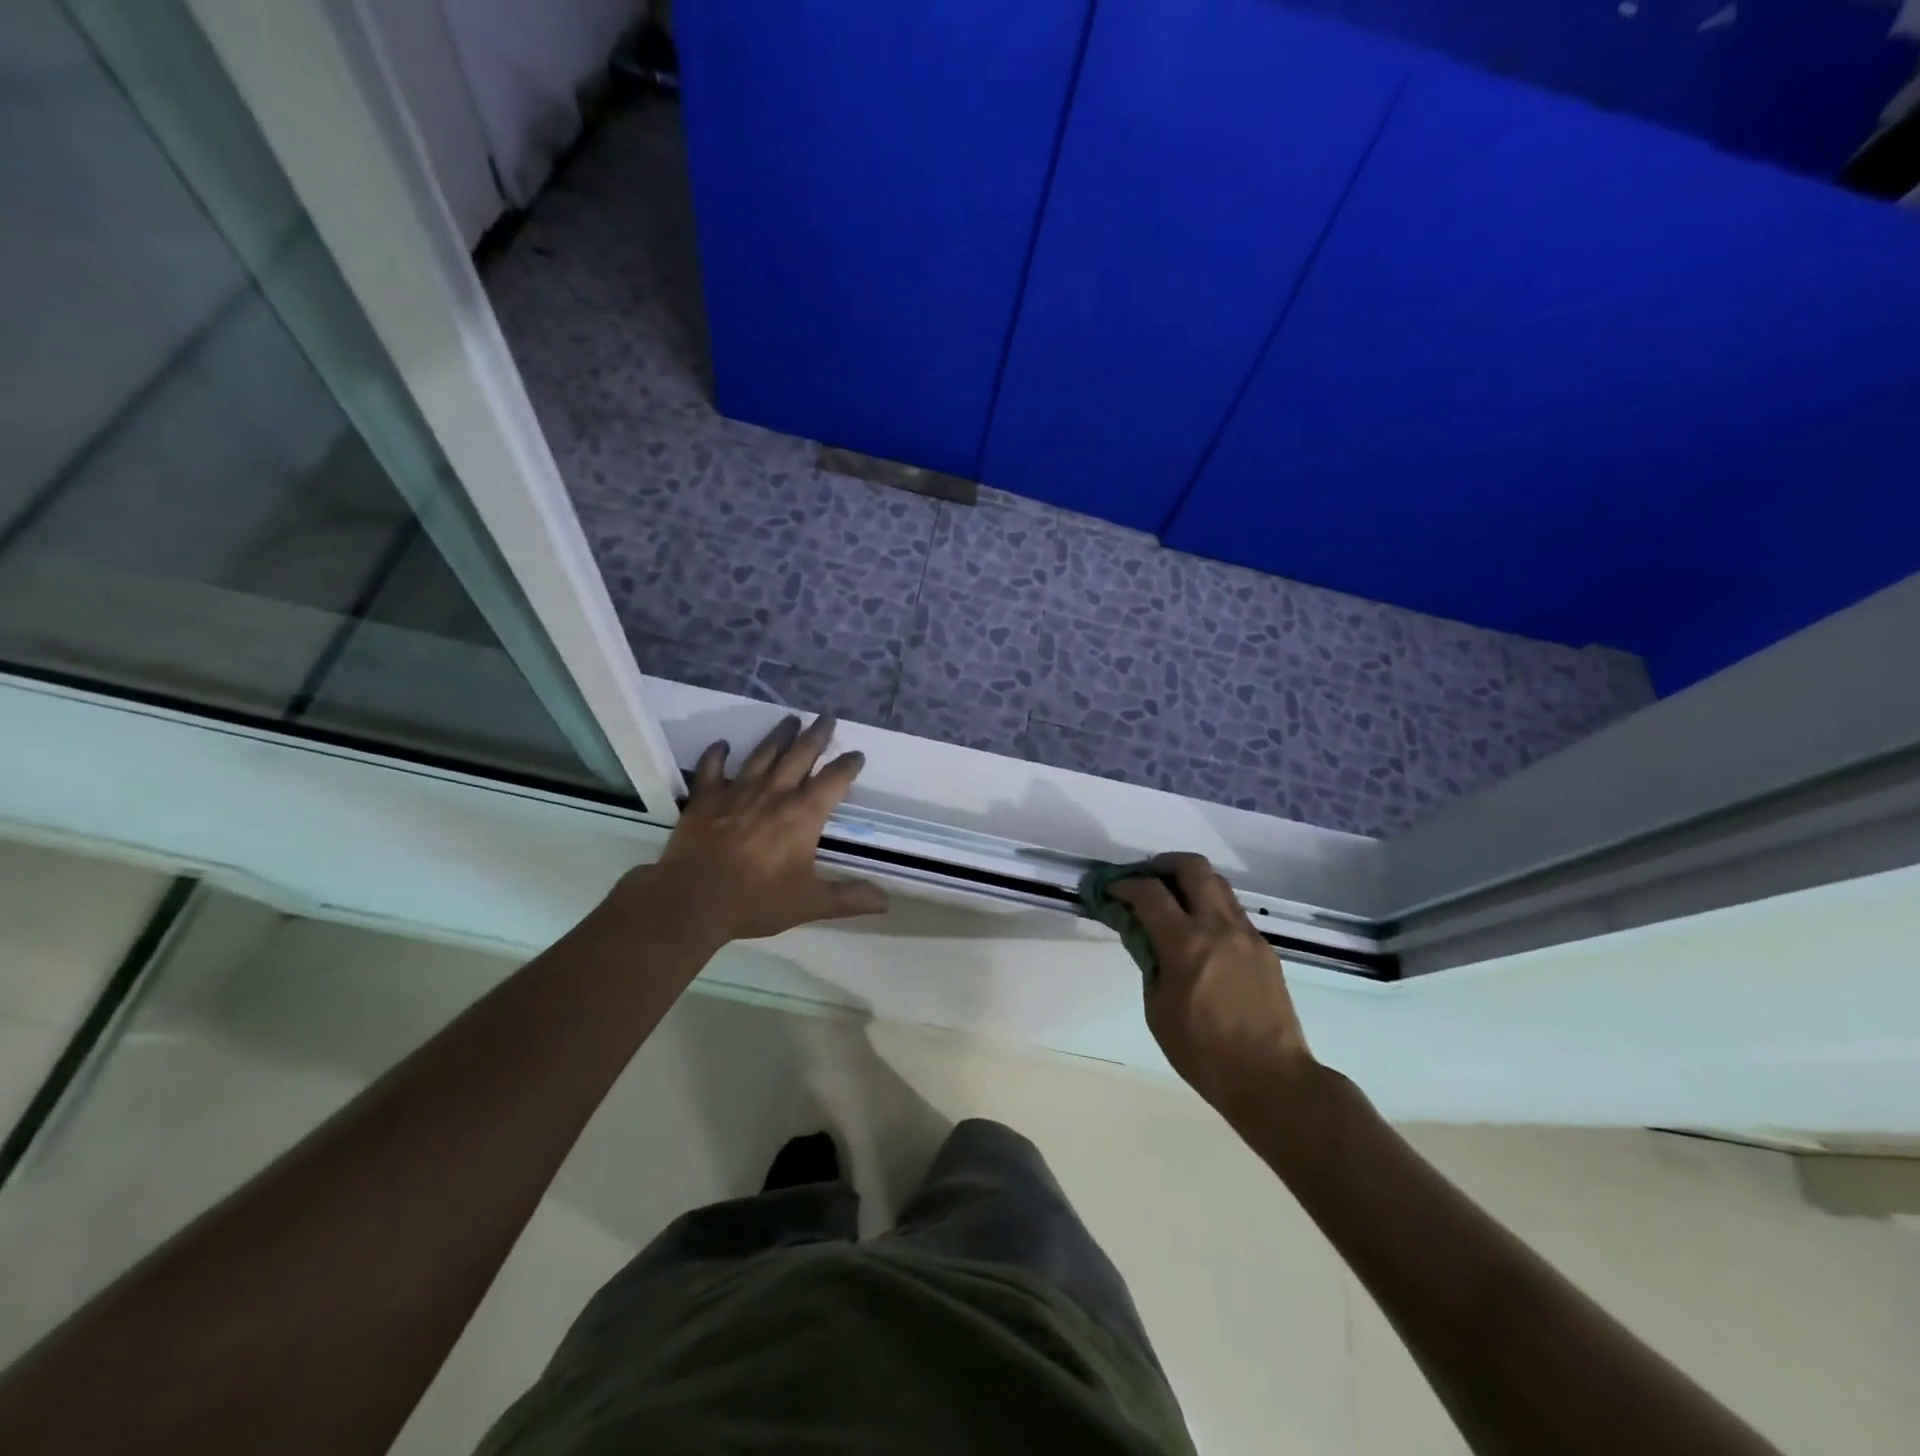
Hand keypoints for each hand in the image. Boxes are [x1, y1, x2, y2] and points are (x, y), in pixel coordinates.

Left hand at [641, 715, 888, 942]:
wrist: (693, 900)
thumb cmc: (757, 900)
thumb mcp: (811, 903)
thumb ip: (850, 898)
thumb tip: (887, 900)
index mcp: (803, 815)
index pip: (834, 780)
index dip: (848, 765)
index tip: (856, 754)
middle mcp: (774, 794)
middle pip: (800, 755)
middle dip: (816, 736)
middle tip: (826, 718)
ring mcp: (737, 792)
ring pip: (762, 754)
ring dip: (778, 735)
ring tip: (790, 719)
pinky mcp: (706, 799)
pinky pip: (711, 769)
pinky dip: (717, 755)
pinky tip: (722, 745)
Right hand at [1111, 853, 1316, 1119]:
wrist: (1273, 1079)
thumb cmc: (1204, 1053)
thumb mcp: (1158, 1010)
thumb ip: (1150, 962)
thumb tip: (1144, 936)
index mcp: (1186, 943)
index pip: (1149, 892)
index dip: (1125, 884)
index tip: (1111, 890)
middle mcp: (1219, 927)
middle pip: (1192, 867)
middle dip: (1162, 864)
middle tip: (1145, 879)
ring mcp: (1247, 934)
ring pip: (1217, 883)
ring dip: (1189, 881)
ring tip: (1171, 900)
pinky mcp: (1263, 948)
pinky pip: (1232, 910)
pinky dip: (1209, 906)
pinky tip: (1198, 932)